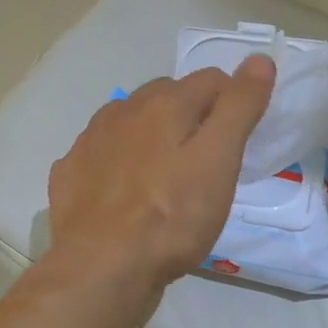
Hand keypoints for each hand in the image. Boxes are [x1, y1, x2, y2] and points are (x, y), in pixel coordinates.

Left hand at [46, 57, 275, 324]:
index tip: (241, 138)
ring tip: (164, 176)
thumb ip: (238, 108)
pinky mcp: (69, 175)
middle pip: (166, 98)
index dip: (233, 102)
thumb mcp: (219, 161)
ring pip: (129, 125)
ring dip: (149, 137)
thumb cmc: (171, 217)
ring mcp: (88, 143)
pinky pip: (101, 155)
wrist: (101, 268)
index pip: (210, 80)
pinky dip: (116, 163)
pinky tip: (123, 193)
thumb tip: (259, 59)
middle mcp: (121, 112)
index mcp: (163, 104)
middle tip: (206, 160)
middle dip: (190, 116)